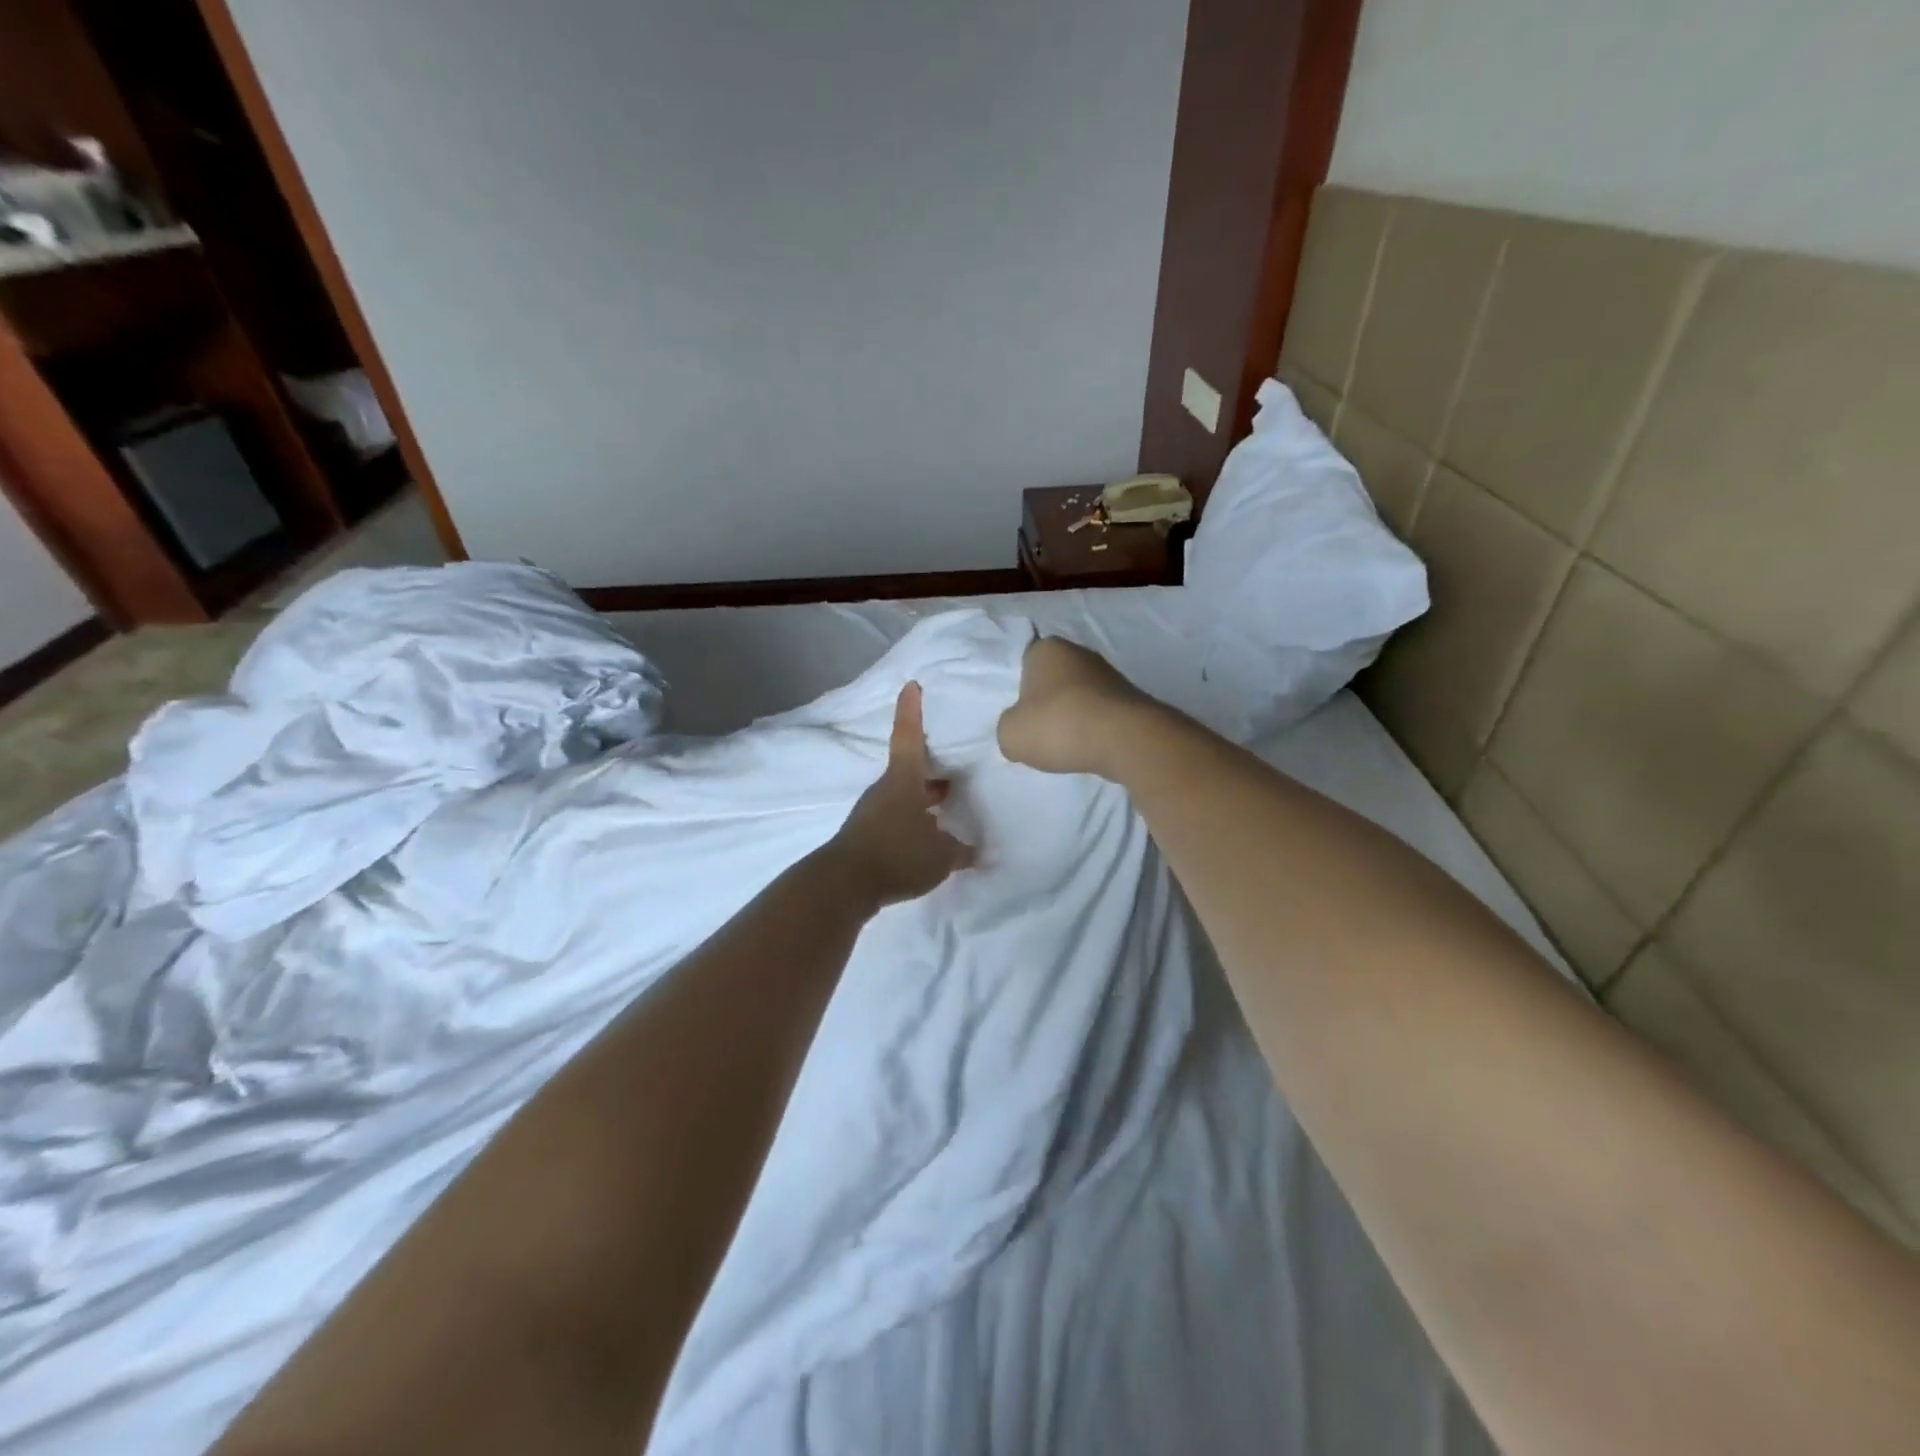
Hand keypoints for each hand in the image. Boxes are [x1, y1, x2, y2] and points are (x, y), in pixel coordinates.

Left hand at [825, 682, 975, 907]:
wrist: (844, 886)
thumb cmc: (897, 855)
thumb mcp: (940, 856)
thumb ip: (960, 851)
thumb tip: (974, 850)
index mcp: (904, 782)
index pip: (909, 737)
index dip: (912, 711)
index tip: (911, 685)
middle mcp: (886, 791)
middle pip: (911, 770)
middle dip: (933, 768)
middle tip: (957, 766)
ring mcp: (873, 813)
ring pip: (905, 795)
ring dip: (925, 797)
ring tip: (950, 804)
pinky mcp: (868, 836)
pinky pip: (898, 818)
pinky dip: (915, 820)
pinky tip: (931, 838)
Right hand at [996, 637, 1156, 778]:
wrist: (1125, 740)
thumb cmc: (1059, 725)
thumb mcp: (1010, 734)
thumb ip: (1008, 728)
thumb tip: (1021, 731)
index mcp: (1047, 649)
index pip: (1025, 663)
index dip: (1020, 689)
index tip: (1021, 715)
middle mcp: (1080, 653)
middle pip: (1054, 679)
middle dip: (1048, 703)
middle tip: (1040, 731)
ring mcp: (1110, 674)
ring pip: (1080, 696)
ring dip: (1073, 716)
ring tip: (1066, 745)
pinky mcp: (1132, 698)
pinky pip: (1102, 713)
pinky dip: (1095, 728)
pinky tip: (1090, 747)